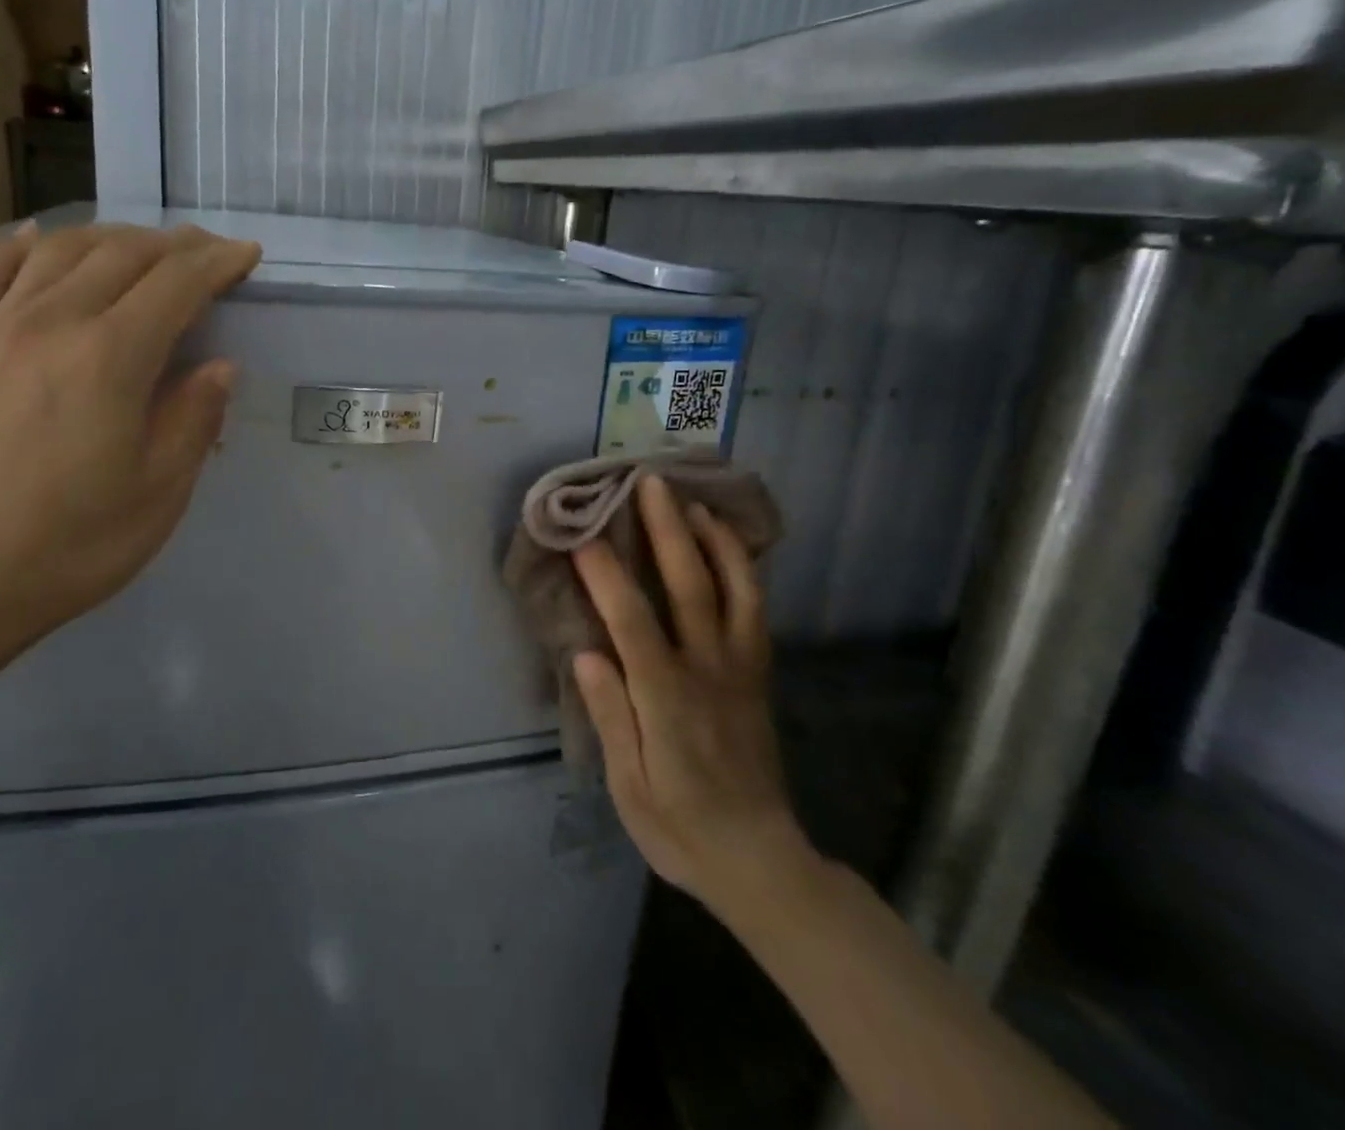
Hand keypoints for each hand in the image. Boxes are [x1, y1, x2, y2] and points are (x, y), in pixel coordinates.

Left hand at [0, 222, 260, 674]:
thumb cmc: (75, 543)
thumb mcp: (161, 491)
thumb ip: (195, 416)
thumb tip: (219, 365)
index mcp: (110, 358)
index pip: (177, 283)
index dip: (219, 263)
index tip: (247, 256)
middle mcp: (52, 322)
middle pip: (123, 253)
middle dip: (176, 245)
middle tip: (207, 253)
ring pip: (61, 249)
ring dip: (112, 238)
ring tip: (143, 249)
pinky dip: (24, 245)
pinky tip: (42, 239)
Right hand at [573, 474, 813, 914]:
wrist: (762, 861)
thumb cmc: (681, 828)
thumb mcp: (631, 788)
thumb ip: (611, 717)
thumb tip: (586, 654)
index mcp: (668, 701)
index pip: (633, 624)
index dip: (607, 577)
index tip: (582, 537)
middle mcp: (708, 672)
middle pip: (690, 588)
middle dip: (667, 531)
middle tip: (648, 484)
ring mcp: (740, 669)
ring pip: (734, 590)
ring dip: (713, 540)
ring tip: (693, 500)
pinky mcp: (758, 674)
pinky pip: (755, 610)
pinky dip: (742, 569)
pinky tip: (728, 544)